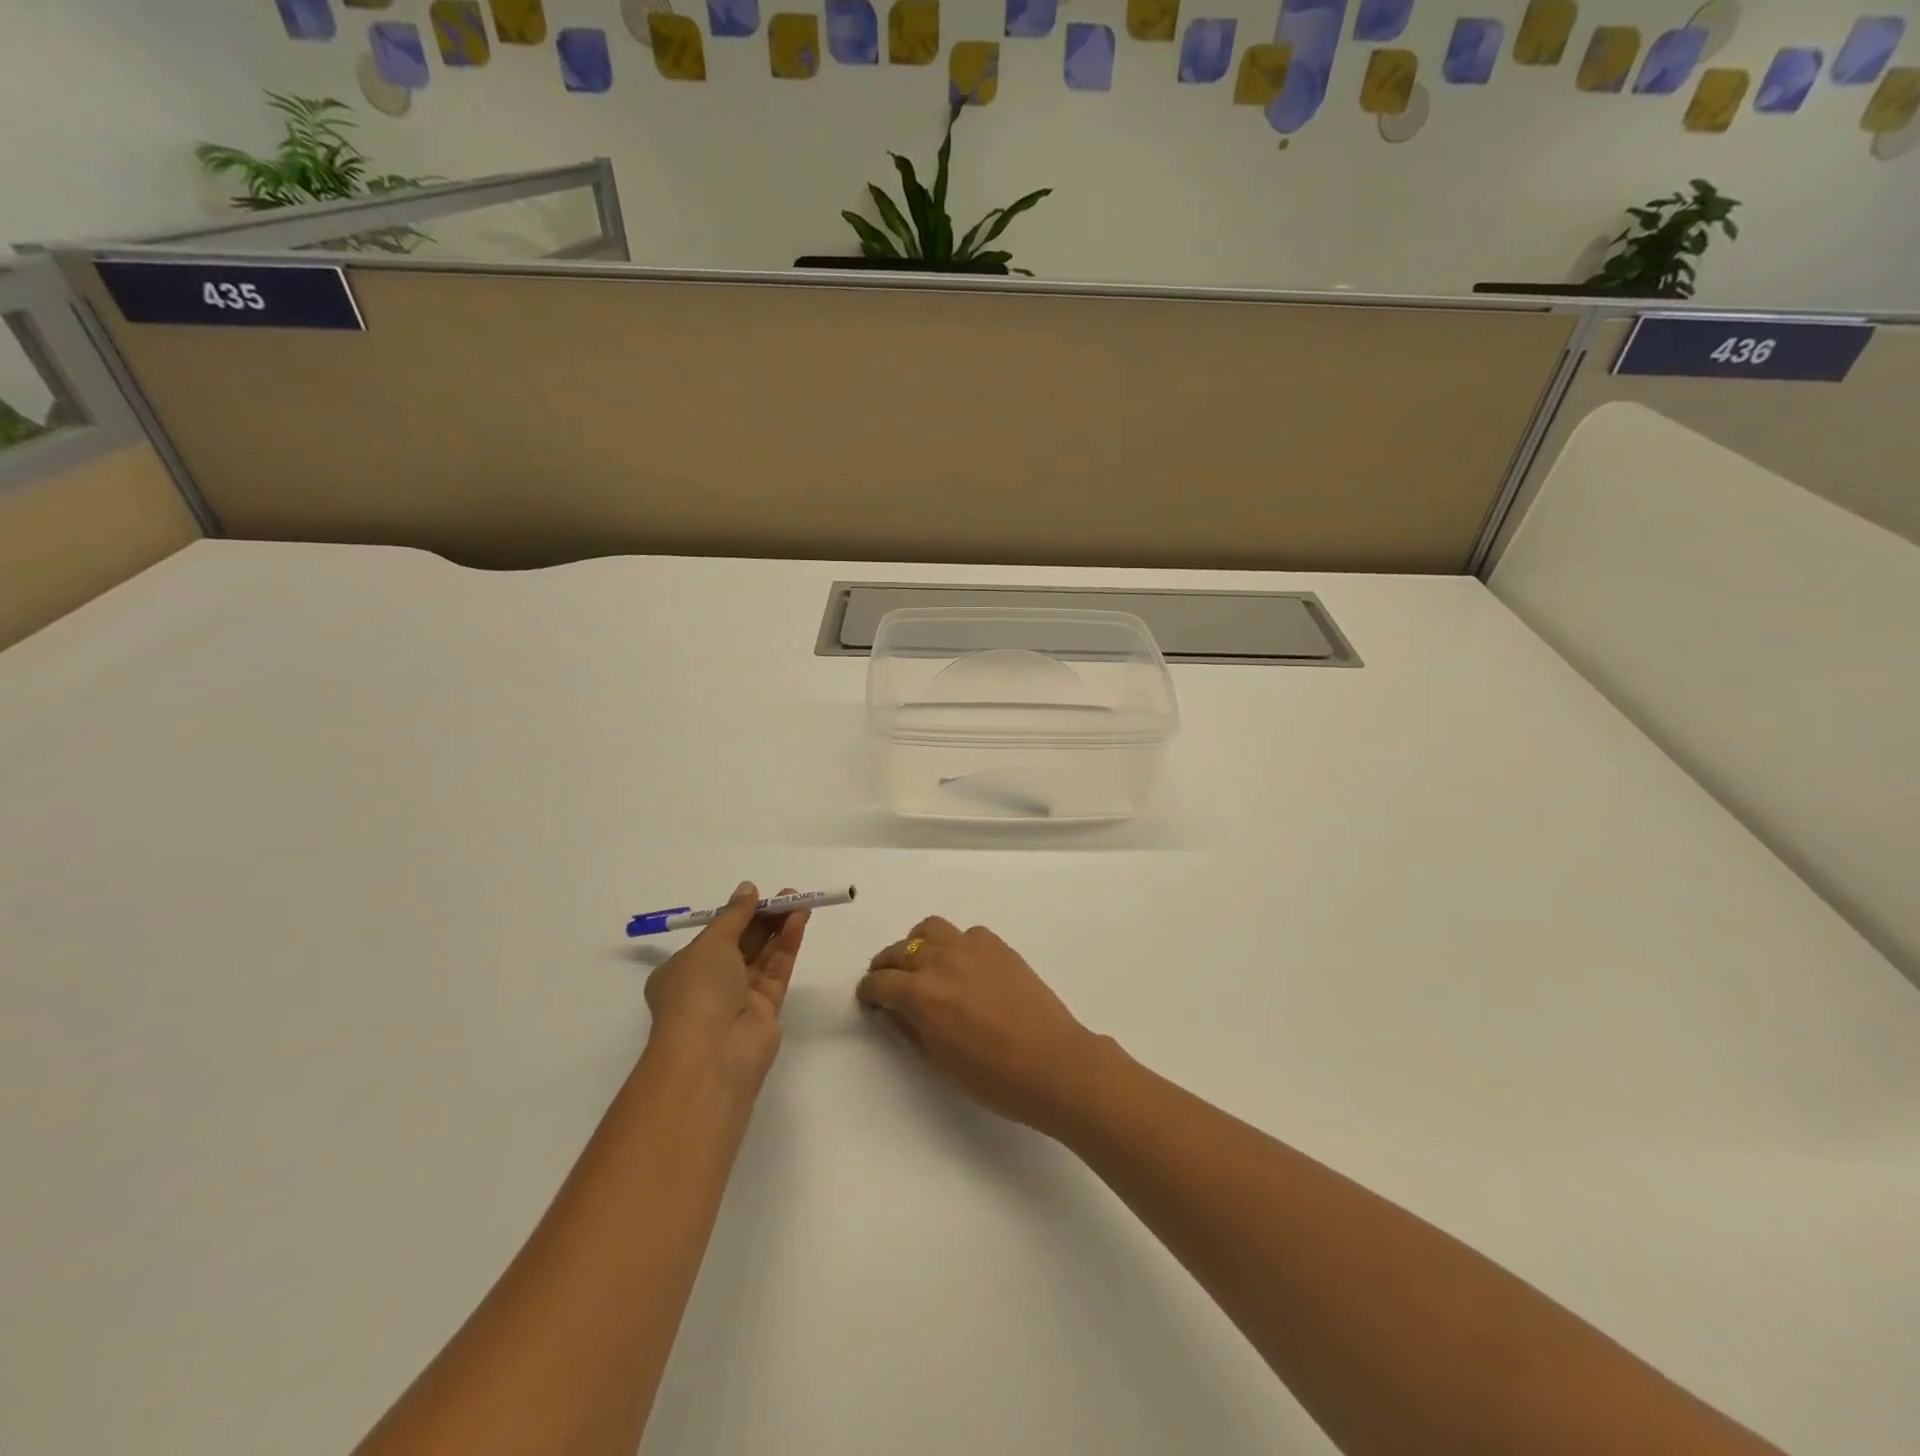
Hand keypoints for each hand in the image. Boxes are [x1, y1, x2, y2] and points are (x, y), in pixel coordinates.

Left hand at [644, 883, 808, 1090]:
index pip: (713, 936)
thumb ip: (734, 914)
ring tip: (800, 901)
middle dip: (763, 917)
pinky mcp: (766, 1009)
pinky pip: (777, 969)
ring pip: (763, 955)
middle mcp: (709, 984)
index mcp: (683, 969)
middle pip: (742, 943)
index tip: (756, 896)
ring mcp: (739, 998)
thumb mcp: (711, 942)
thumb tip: (747, 888)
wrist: (713, 1052)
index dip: (736, 914)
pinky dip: (787, 944)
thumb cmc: (698, 990)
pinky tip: (799, 920)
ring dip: (779, 927)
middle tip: (788, 895)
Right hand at [856, 918, 1107, 1131]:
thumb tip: (894, 1008)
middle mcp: (939, 961)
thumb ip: (910, 1027)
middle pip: (899, 950)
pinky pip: (966, 934)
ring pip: (930, 929)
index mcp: (920, 994)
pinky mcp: (997, 945)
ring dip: (918, 944)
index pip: (879, 982)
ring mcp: (970, 947)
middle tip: (890, 983)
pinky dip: (956, 945)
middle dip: (887, 966)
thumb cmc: (992, 1077)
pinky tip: (965, 967)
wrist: (1052, 1062)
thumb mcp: (938, 1061)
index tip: (869, 1000)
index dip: (868, 992)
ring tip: (923, 964)